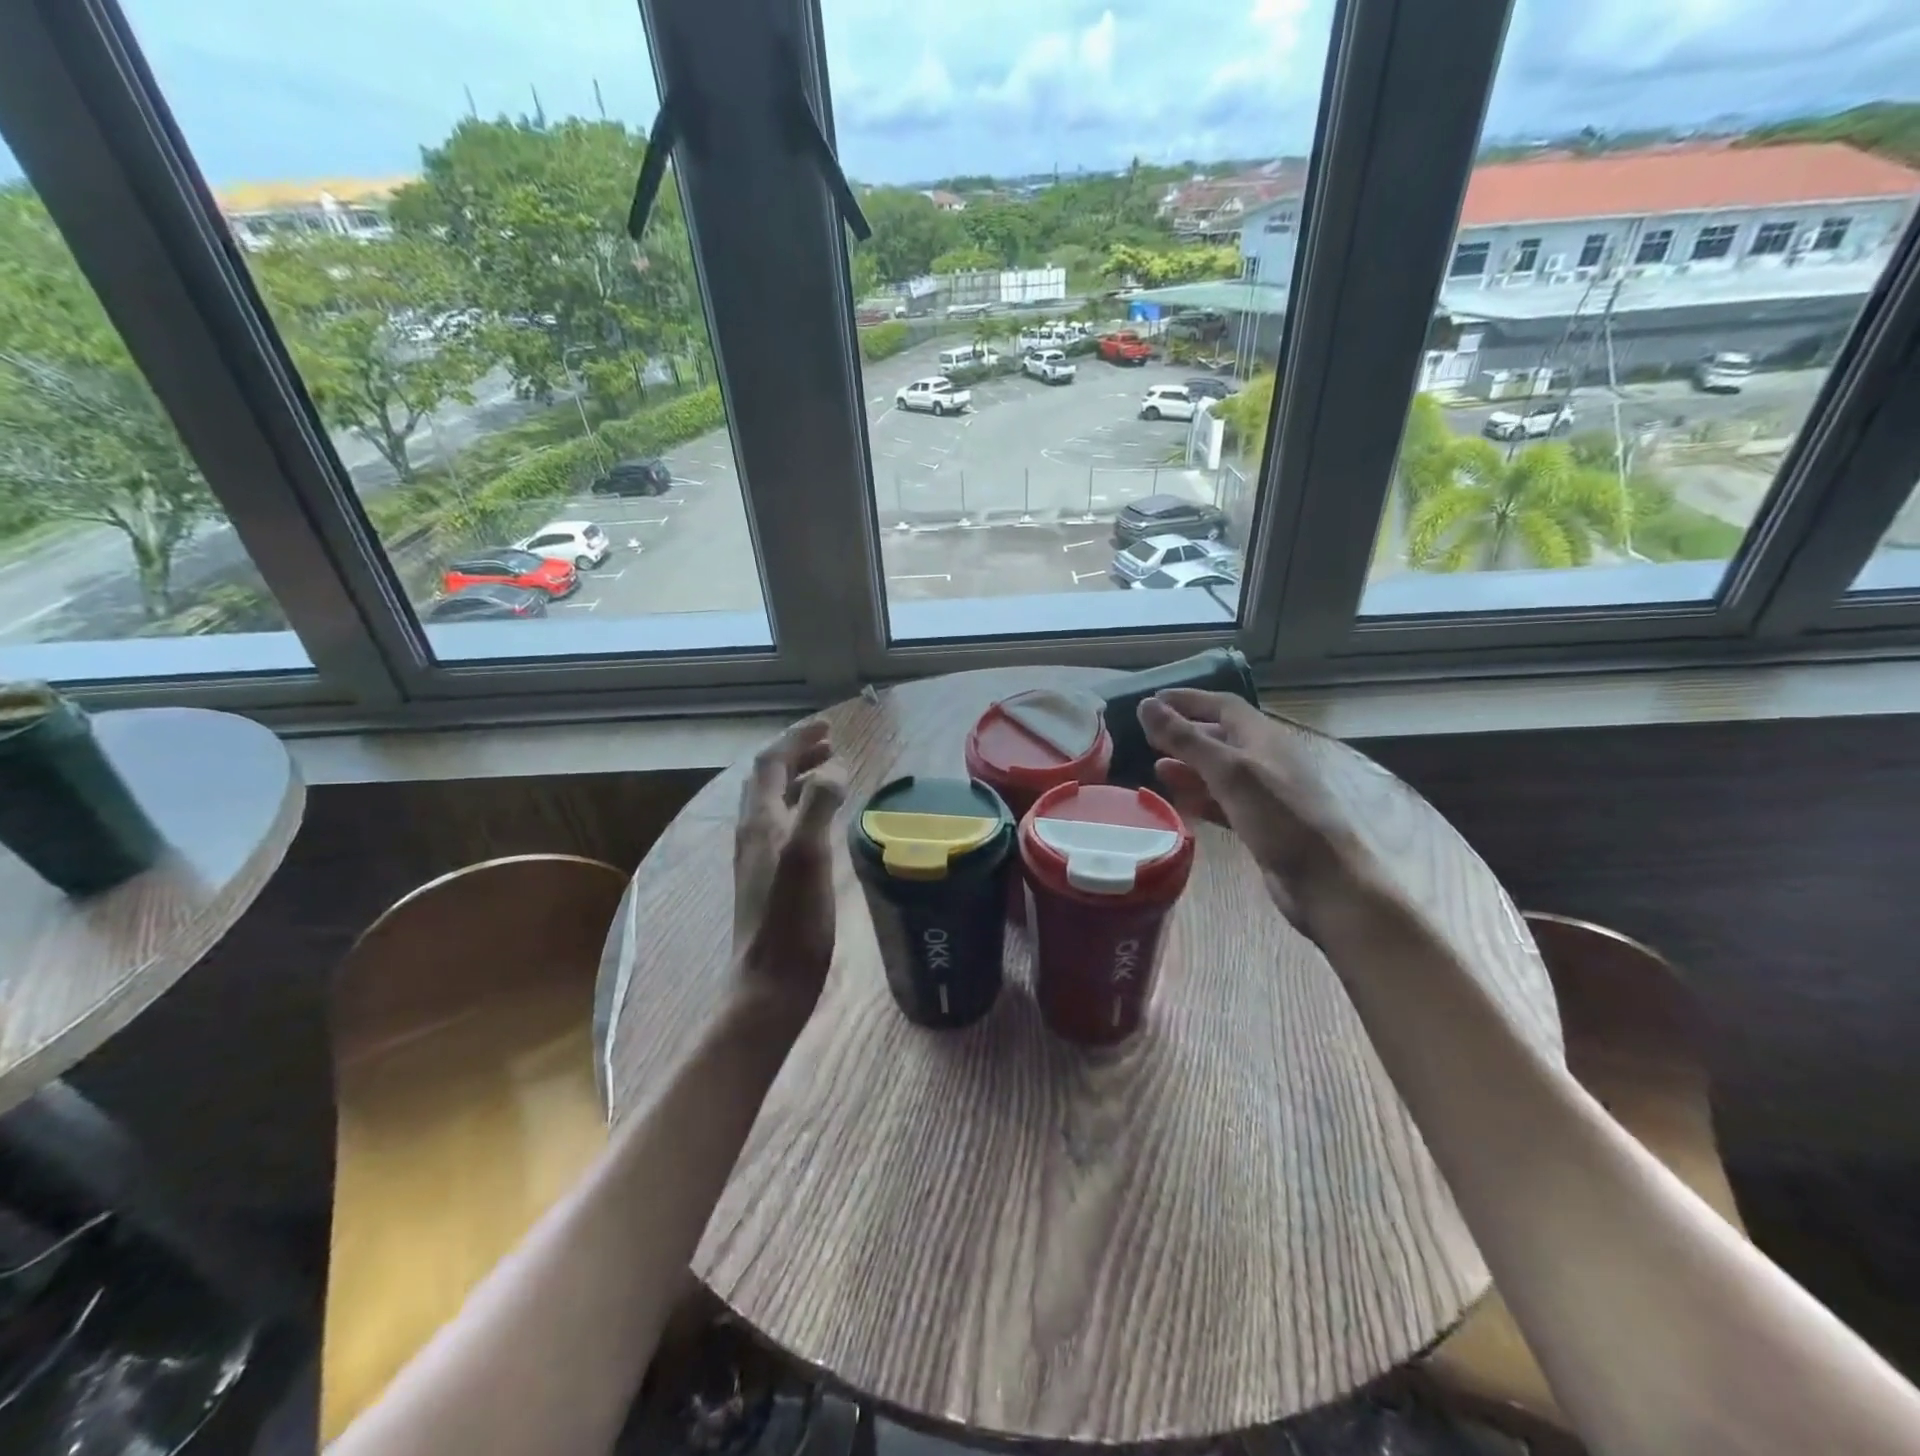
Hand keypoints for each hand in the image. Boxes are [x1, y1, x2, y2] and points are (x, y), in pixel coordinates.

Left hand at [732, 719, 848, 1023]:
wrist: (771, 982)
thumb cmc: (793, 921)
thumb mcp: (809, 856)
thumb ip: (818, 806)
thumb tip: (834, 768)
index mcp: (759, 822)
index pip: (770, 763)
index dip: (797, 739)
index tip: (828, 726)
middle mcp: (753, 833)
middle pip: (768, 779)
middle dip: (797, 754)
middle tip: (831, 743)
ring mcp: (759, 857)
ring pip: (774, 802)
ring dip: (799, 778)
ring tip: (830, 771)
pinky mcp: (770, 877)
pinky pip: (783, 824)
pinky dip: (803, 806)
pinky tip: (822, 821)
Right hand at [1138, 689, 1371, 936]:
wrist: (1325, 880)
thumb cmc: (1280, 817)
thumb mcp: (1229, 771)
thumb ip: (1186, 739)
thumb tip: (1145, 705)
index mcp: (1264, 737)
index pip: (1223, 705)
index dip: (1188, 700)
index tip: (1151, 701)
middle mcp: (1266, 759)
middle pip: (1221, 736)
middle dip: (1185, 733)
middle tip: (1148, 736)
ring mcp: (1265, 793)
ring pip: (1221, 770)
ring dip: (1190, 766)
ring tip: (1156, 767)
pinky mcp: (1261, 824)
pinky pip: (1224, 801)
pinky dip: (1201, 796)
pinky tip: (1181, 802)